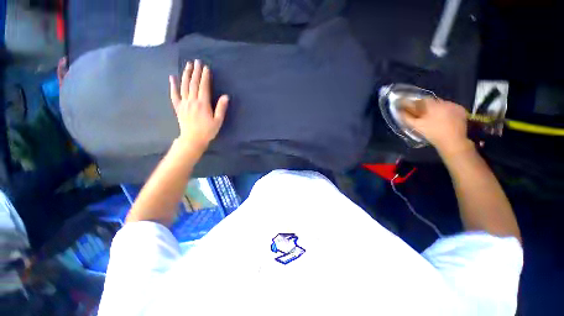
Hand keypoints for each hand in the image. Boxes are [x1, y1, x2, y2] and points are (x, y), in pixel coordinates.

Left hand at [169, 60, 228, 149]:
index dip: (205, 77)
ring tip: (188, 65)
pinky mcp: (178, 107)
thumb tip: (225, 96)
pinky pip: (174, 94)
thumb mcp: (218, 121)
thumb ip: (221, 108)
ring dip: (186, 75)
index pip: (203, 87)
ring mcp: (184, 103)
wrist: (193, 139)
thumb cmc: (208, 131)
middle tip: (197, 61)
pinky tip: (172, 77)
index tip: (206, 67)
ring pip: (184, 86)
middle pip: (193, 83)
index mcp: (203, 104)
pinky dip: (173, 85)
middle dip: (196, 72)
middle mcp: (192, 101)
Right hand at [401, 98, 471, 154]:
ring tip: (433, 118)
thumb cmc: (433, 133)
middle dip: (427, 107)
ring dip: (436, 109)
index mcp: (433, 105)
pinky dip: (446, 111)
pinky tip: (444, 119)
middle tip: (423, 114)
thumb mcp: (417, 126)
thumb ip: (407, 117)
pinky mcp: (461, 110)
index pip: (422, 99)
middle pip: (432, 101)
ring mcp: (454, 106)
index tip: (413, 108)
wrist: (453, 141)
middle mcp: (444, 102)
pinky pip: (450, 107)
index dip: (416, 103)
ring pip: (442, 104)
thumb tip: (399, 111)